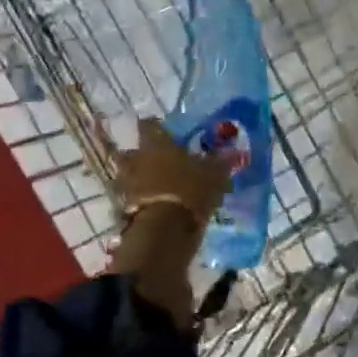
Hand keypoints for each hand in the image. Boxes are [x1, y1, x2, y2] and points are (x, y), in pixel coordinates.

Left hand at [105, 118, 229, 327]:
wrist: (164, 231)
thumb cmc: (190, 190)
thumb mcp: (214, 175)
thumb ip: (221, 162)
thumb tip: (233, 151)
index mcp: (155, 143)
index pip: (150, 124)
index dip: (159, 128)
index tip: (168, 134)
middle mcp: (136, 158)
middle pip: (134, 151)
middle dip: (145, 156)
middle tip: (162, 163)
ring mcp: (126, 184)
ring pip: (130, 175)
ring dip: (140, 180)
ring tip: (159, 188)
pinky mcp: (124, 208)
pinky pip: (132, 199)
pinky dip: (141, 201)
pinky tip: (156, 207)